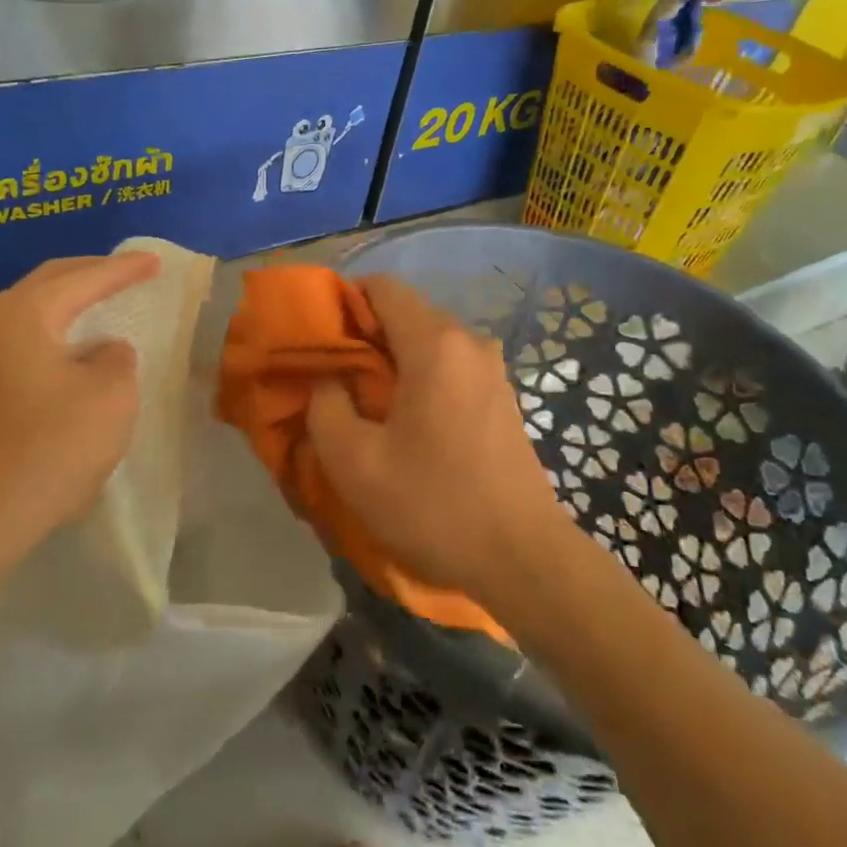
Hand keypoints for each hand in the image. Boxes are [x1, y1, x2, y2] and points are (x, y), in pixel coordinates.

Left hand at [0, 252, 158, 571]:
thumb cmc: (49, 449)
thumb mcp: (110, 397)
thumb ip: (117, 359)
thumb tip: (102, 351)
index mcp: (23, 314)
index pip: (83, 279)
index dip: (124, 269)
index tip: (155, 262)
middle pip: (45, 283)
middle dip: (88, 273)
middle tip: (125, 271)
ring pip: (25, 312)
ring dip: (63, 303)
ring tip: (96, 304)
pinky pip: (15, 342)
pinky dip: (47, 333)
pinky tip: (65, 353)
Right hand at [305, 276, 563, 599]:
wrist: (525, 560)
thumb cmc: (434, 505)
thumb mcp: (354, 463)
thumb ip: (325, 407)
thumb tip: (328, 381)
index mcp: (434, 344)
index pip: (383, 287)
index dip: (345, 301)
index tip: (322, 338)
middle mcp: (469, 342)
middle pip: (406, 312)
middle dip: (366, 334)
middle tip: (337, 377)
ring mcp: (492, 370)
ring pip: (429, 341)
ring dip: (394, 359)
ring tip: (369, 403)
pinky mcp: (503, 398)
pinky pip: (451, 366)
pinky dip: (422, 377)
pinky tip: (410, 423)